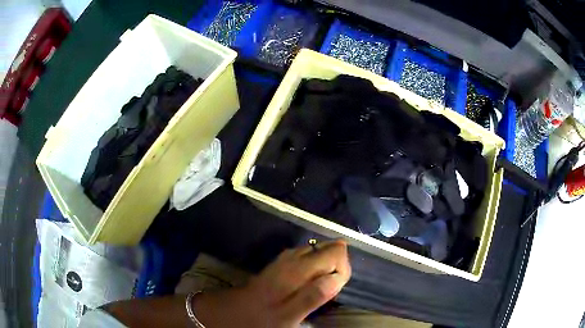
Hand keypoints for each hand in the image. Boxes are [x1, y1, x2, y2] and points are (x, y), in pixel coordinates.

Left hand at [192, 239, 350, 327]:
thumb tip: (337, 277)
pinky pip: (307, 256)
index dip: (343, 269)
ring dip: (326, 267)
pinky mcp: (281, 263)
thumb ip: (314, 295)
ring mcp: (286, 258)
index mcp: (299, 268)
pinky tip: (309, 283)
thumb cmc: (260, 317)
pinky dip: (315, 266)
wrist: (231, 312)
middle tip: (327, 290)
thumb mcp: (289, 315)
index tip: (335, 288)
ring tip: (320, 288)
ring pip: (318, 251)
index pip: (337, 251)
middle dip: (337, 266)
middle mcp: (294, 256)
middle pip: (329, 248)